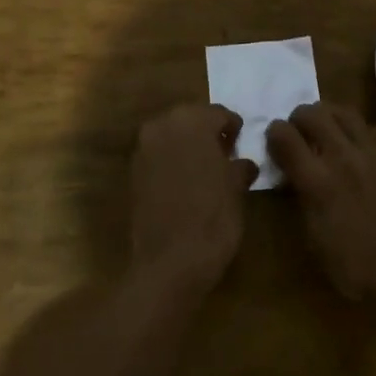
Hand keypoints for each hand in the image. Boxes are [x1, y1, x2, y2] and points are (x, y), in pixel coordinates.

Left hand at [129, 104, 258, 294]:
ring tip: (206, 170)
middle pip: (190, 120)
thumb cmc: (213, 217)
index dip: (233, 128)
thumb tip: (243, 163)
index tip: (240, 144)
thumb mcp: (237, 188)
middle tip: (225, 155)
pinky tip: (186, 183)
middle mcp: (162, 125)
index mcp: (191, 120)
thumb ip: (239, 166)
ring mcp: (142, 149)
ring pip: (171, 137)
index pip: (218, 113)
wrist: (170, 261)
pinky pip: (157, 156)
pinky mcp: (132, 173)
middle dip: (207, 134)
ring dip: (187, 147)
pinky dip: (172, 162)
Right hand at [266, 103, 375, 306]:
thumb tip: (293, 175)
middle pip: (312, 113)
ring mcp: (374, 153)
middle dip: (299, 118)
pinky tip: (361, 150)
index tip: (276, 141)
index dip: (274, 133)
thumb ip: (301, 196)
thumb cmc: (354, 267)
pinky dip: (360, 134)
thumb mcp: (312, 237)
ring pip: (345, 112)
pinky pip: (373, 129)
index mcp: (316, 180)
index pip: (283, 135)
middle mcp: (343, 157)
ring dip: (330, 117)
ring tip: (329, 131)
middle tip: (301, 133)